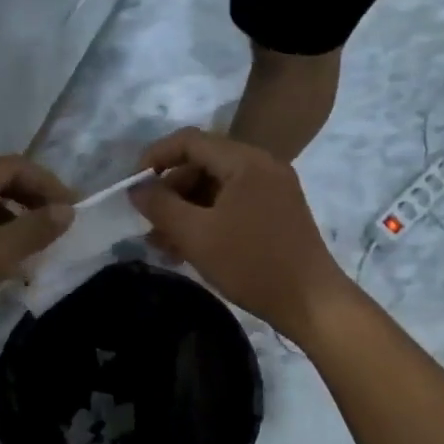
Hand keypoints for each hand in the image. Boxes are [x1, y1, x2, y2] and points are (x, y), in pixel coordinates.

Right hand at [130, 127, 348, 337]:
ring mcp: (272, 190)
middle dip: (170, 191)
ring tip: (162, 243)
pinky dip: (207, 220)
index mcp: (245, 161)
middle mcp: (262, 166)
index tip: (133, 187)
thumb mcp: (196, 235)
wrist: (311, 302)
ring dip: (185, 211)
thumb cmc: (251, 264)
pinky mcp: (276, 213)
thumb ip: (160, 206)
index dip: (155, 158)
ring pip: (215, 188)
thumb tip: (136, 188)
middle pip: (202, 164)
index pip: (189, 141)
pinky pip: (232, 205)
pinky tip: (187, 249)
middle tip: (149, 223)